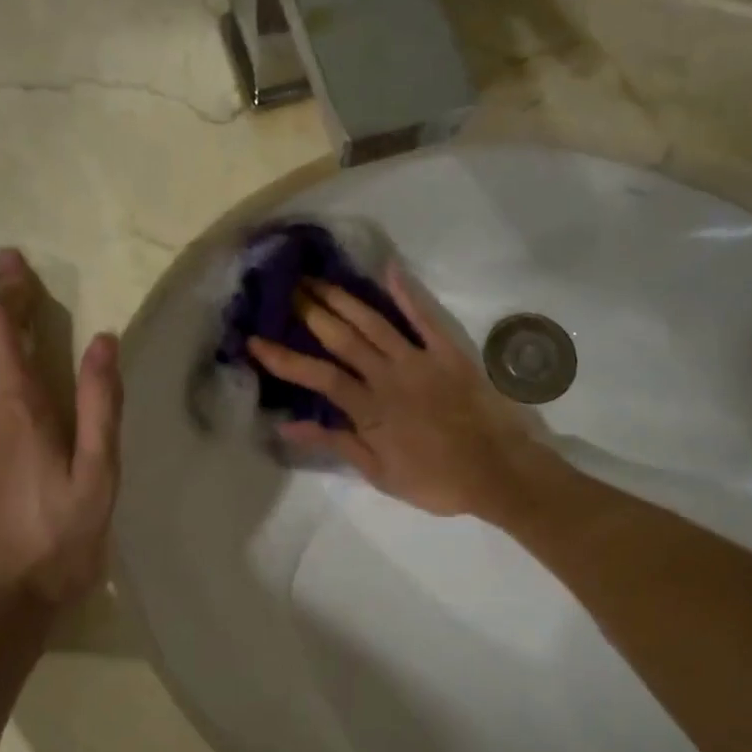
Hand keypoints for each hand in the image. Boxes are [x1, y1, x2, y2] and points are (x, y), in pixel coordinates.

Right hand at [248, 265, 548, 518]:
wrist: (497, 472)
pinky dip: (406, 293)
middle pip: (342, 339)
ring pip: (373, 323)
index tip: (254, 341)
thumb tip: (287, 428)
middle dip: (310, 312)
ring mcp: (419, 360)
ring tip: (318, 278)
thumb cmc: (436, 480)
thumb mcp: (379, 474)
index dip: (284, 359)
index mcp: (369, 409)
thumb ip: (335, 445)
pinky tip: (388, 270)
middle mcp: (387, 376)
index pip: (317, 377)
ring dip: (344, 299)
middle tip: (286, 287)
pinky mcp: (448, 353)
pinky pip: (424, 318)